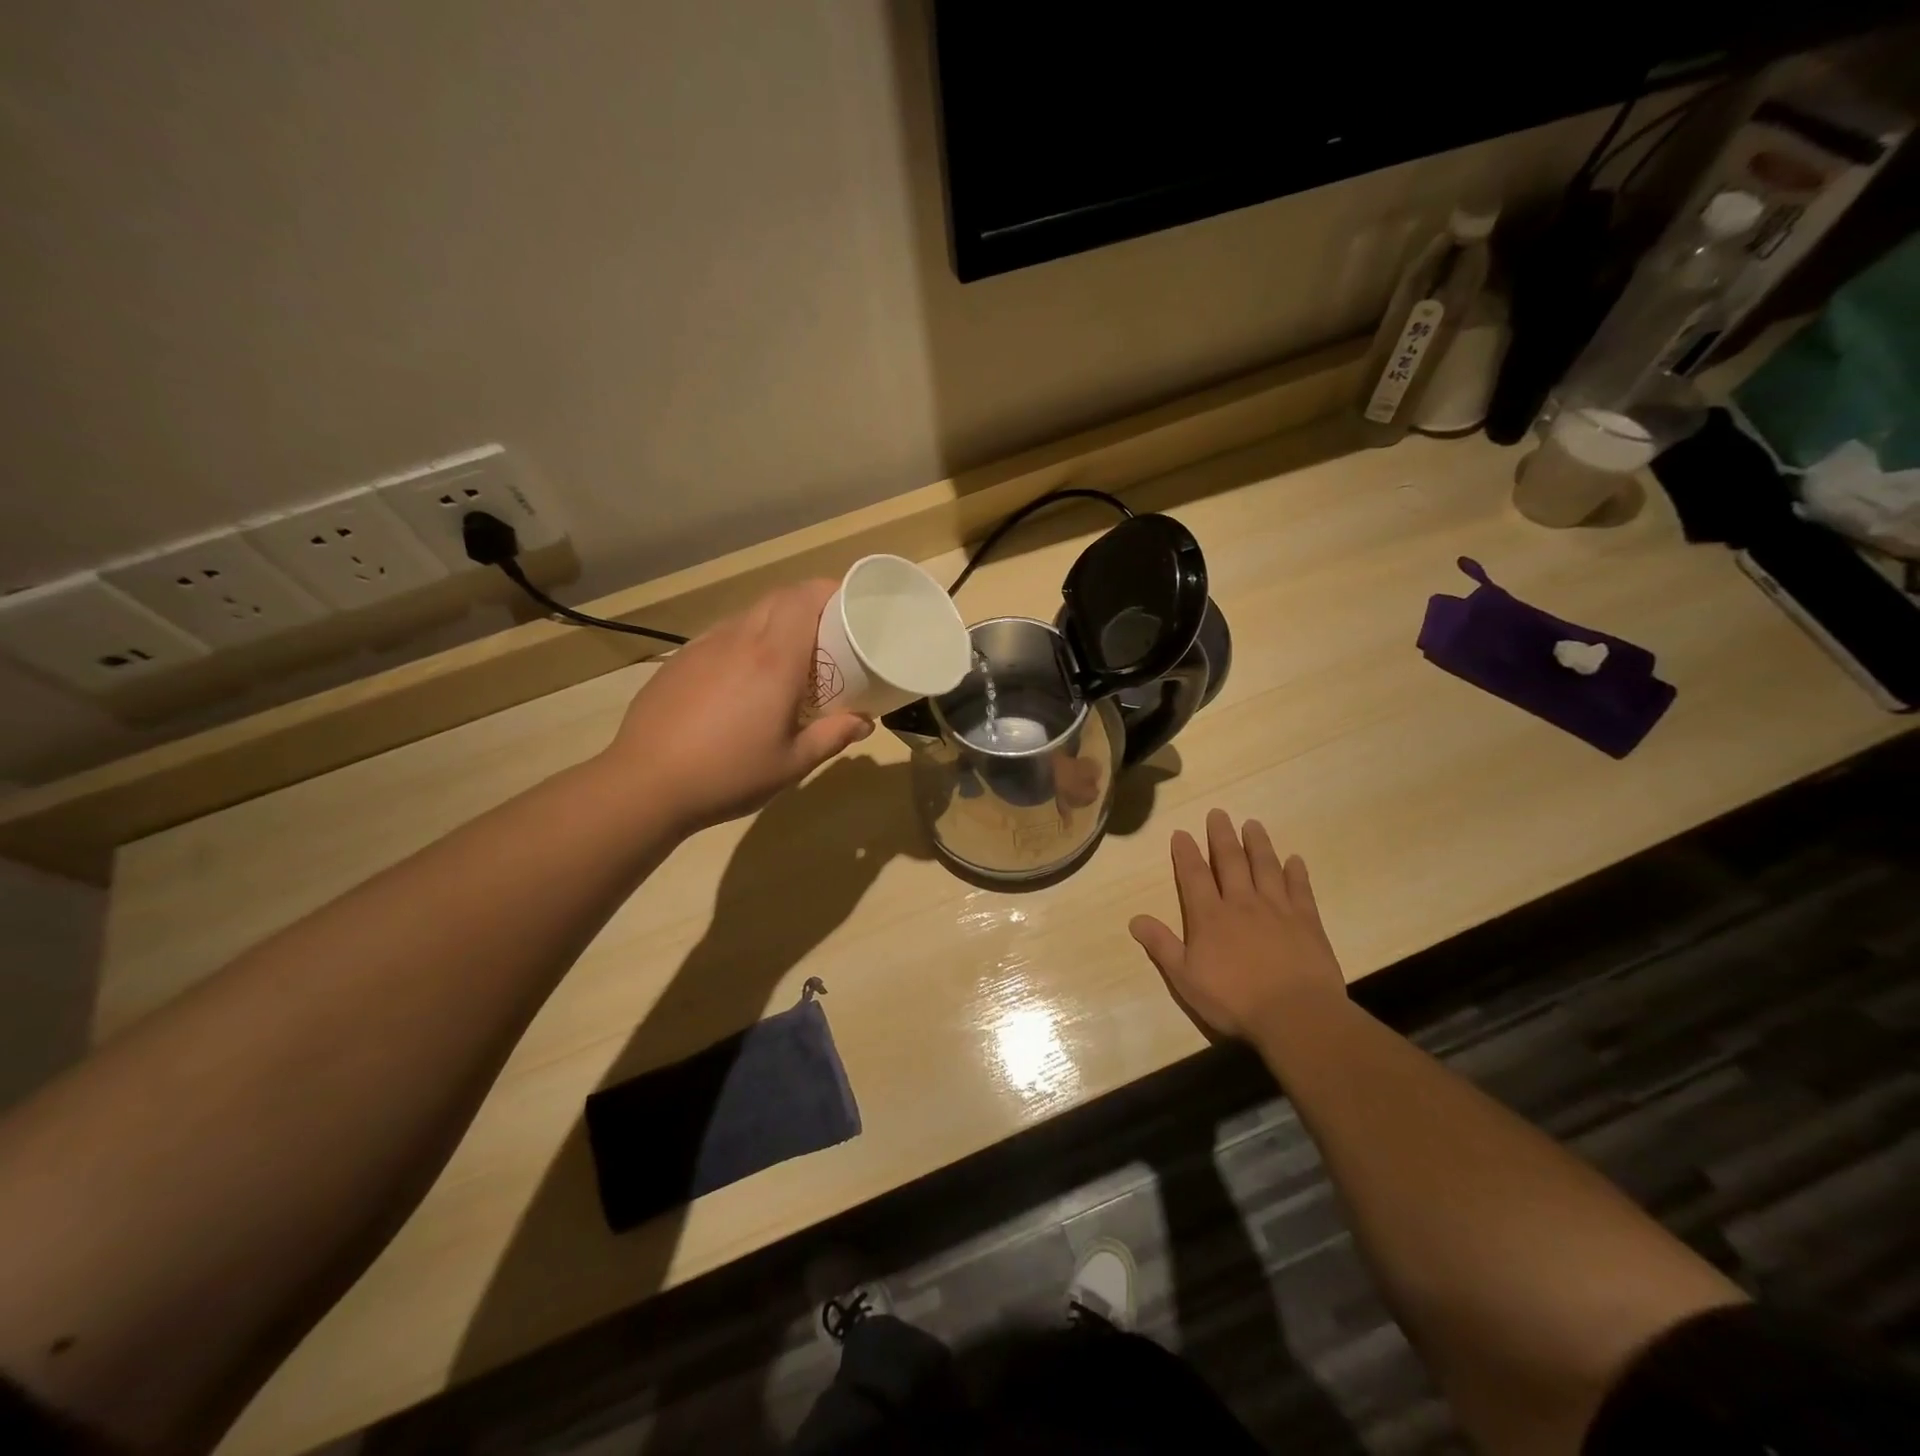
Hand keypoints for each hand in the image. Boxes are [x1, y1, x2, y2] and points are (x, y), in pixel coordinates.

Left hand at [601, 579, 873, 831]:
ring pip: (748, 616)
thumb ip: (832, 736)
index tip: (850, 604)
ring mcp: (703, 647)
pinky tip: (743, 680)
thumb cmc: (729, 774)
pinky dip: (745, 642)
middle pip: (778, 598)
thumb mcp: (792, 764)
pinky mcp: (679, 661)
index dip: (829, 590)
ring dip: (775, 623)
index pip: (804, 598)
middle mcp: (739, 640)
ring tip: (789, 657)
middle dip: (808, 604)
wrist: (645, 784)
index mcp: (773, 659)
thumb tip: (865, 723)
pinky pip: (722, 637)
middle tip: (829, 632)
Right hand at [1129, 809, 1346, 1039]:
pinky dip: (1296, 872)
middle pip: (1230, 861)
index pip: (1194, 876)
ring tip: (1253, 824)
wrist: (1295, 1014)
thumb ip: (1162, 945)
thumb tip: (1134, 919)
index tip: (1181, 832)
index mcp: (1209, 916)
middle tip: (1218, 813)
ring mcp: (1277, 909)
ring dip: (1258, 844)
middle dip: (1222, 836)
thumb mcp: (1185, 978)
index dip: (1186, 853)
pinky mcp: (1307, 921)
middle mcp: (1241, 903)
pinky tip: (1295, 859)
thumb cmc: (1234, 999)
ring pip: (1265, 867)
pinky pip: (1300, 889)